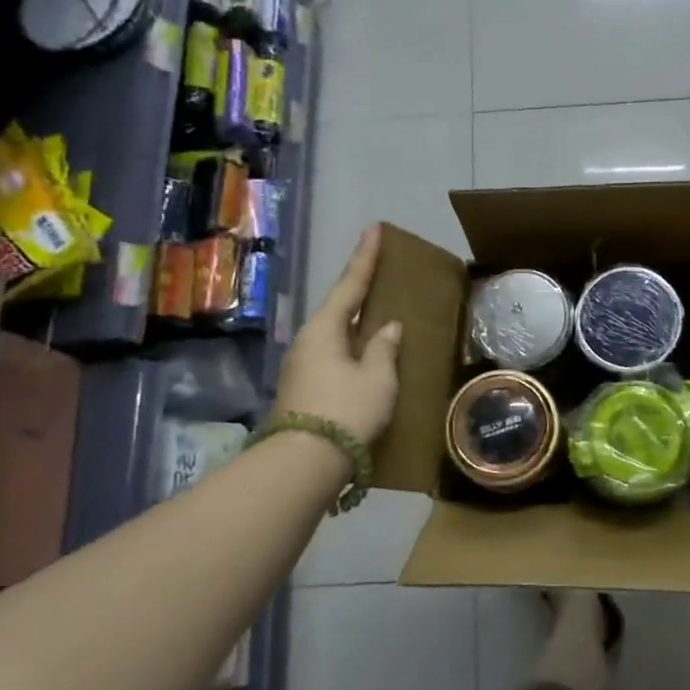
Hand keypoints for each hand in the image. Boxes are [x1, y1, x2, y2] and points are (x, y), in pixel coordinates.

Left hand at [273, 225, 402, 445]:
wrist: (303, 461)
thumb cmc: (346, 410)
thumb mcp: (377, 377)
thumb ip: (383, 348)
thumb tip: (387, 327)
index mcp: (325, 329)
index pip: (350, 284)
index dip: (365, 257)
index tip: (374, 228)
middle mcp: (308, 341)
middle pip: (338, 308)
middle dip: (359, 291)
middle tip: (379, 273)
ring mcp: (301, 366)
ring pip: (336, 334)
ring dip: (357, 324)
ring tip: (379, 318)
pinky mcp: (303, 388)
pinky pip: (334, 356)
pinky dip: (352, 348)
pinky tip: (366, 355)